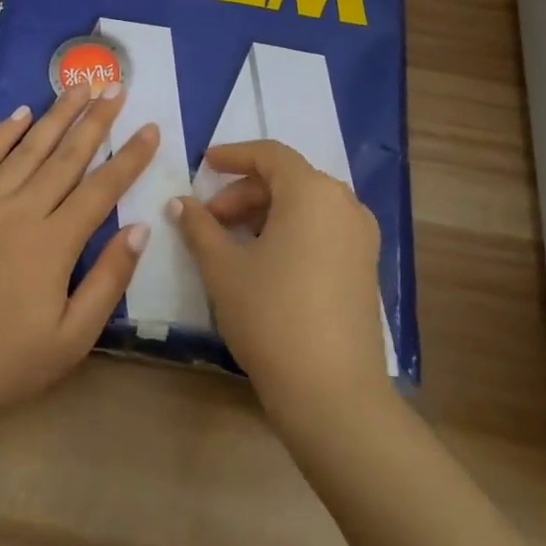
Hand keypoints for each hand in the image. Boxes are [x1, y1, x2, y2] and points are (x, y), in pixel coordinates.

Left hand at [0, 84, 158, 420]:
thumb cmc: (5, 360)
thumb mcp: (72, 337)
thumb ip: (108, 280)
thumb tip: (140, 229)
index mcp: (55, 243)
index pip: (102, 188)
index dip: (130, 156)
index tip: (150, 127)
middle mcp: (22, 211)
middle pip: (66, 157)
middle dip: (95, 121)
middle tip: (114, 87)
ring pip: (27, 149)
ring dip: (56, 116)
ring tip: (77, 87)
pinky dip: (1, 134)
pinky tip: (20, 114)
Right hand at [171, 140, 390, 417]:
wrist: (332, 391)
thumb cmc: (271, 314)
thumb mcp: (223, 267)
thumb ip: (199, 227)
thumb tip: (180, 203)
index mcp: (312, 192)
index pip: (270, 154)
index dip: (233, 155)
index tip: (203, 165)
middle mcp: (344, 204)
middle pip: (287, 180)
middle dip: (243, 194)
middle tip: (208, 221)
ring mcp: (361, 237)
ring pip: (305, 206)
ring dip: (264, 214)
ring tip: (230, 243)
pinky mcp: (365, 267)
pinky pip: (322, 230)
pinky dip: (289, 231)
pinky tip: (262, 262)